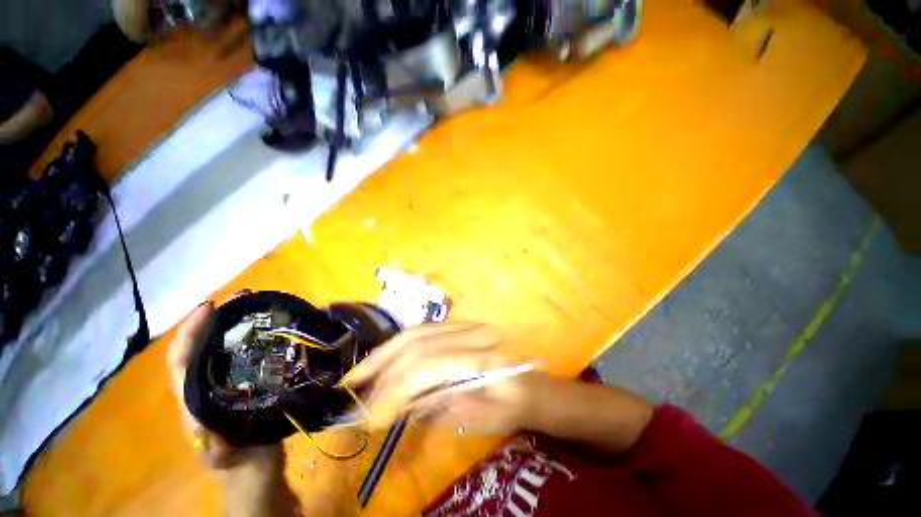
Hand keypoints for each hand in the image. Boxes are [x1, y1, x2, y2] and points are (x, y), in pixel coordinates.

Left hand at [167, 301, 280, 469]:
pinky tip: (269, 330)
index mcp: (192, 400)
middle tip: (241, 297)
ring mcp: (226, 384)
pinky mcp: (248, 383)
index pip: (181, 360)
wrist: (255, 469)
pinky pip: (244, 356)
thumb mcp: (222, 454)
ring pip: (222, 349)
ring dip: (234, 324)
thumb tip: (201, 416)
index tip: (210, 306)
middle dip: (215, 319)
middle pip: (202, 347)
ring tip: (254, 306)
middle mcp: (205, 385)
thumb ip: (210, 440)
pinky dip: (251, 338)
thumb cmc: (238, 460)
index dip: (190, 332)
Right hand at [343, 322, 540, 435]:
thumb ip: (440, 407)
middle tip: (353, 389)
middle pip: (419, 343)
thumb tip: (400, 403)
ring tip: (360, 373)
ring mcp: (468, 325)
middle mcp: (474, 333)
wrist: (531, 385)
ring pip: (419, 331)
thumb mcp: (479, 420)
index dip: (395, 390)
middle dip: (382, 367)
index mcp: (484, 358)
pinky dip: (400, 344)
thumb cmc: (512, 408)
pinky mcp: (462, 325)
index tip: (371, 416)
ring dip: (385, 352)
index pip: (429, 366)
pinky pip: (424, 330)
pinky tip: (384, 357)